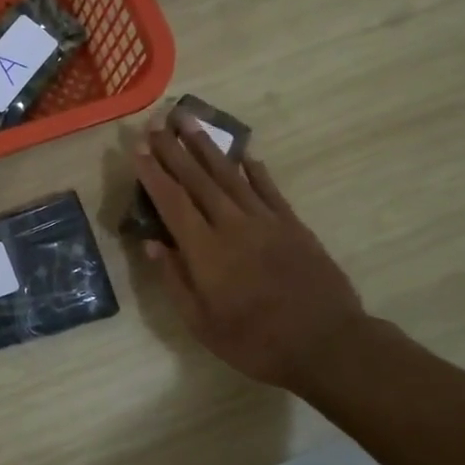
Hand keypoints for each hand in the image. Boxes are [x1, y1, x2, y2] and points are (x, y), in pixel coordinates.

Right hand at [132, 115, 369, 394]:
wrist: (326, 343)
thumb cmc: (255, 342)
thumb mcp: (202, 324)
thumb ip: (175, 280)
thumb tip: (153, 244)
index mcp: (205, 251)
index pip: (172, 201)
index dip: (153, 172)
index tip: (137, 147)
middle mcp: (232, 225)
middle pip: (198, 179)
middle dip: (173, 149)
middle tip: (157, 123)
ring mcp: (266, 221)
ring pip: (230, 175)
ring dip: (207, 147)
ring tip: (189, 121)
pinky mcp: (292, 224)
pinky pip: (268, 189)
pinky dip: (253, 169)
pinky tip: (243, 154)